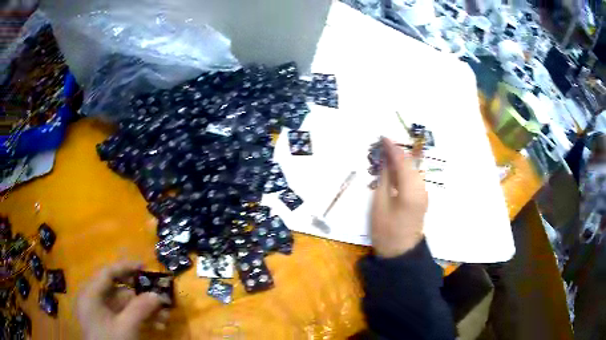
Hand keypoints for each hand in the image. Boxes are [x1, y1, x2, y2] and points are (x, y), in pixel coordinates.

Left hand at [77, 262, 169, 339]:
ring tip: (165, 318)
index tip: (144, 266)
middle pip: (119, 290)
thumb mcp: (126, 327)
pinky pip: (125, 316)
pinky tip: (157, 326)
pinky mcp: (109, 323)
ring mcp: (101, 313)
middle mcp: (94, 299)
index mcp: (91, 294)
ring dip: (145, 310)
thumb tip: (158, 295)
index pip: (107, 273)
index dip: (126, 268)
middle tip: (160, 298)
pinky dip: (140, 319)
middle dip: (142, 297)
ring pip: (125, 305)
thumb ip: (140, 309)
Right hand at [370, 137, 427, 257]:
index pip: (402, 162)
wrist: (400, 253)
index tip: (382, 137)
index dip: (392, 148)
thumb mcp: (379, 204)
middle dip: (397, 152)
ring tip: (386, 155)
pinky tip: (393, 170)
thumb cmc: (386, 231)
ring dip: (400, 161)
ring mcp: (424, 194)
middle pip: (410, 164)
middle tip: (382, 145)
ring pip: (413, 170)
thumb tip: (385, 161)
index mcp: (411, 190)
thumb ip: (384, 180)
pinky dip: (403, 171)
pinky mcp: (421, 198)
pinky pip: (413, 178)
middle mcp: (422, 188)